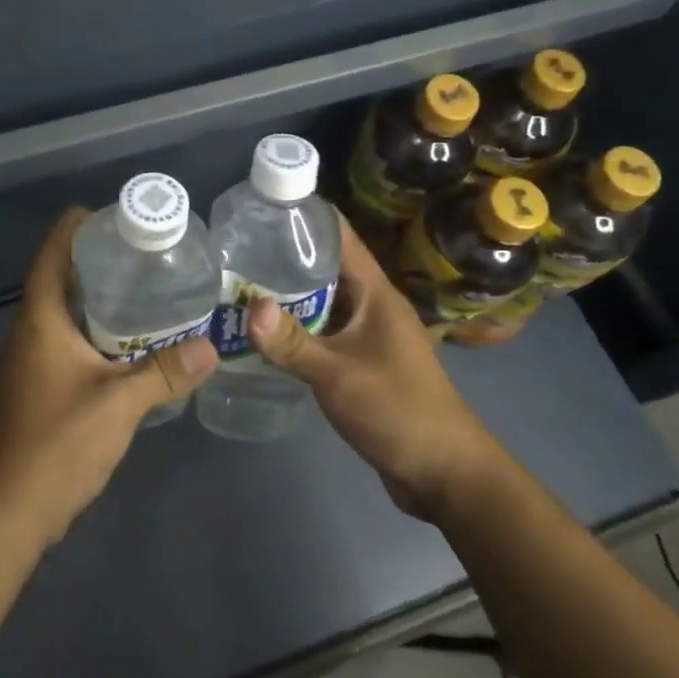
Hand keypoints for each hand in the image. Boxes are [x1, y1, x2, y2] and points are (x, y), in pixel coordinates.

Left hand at [0, 207, 219, 553]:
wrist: (11, 510)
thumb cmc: (57, 443)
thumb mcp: (119, 403)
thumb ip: (166, 373)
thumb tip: (211, 347)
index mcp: (40, 319)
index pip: (52, 252)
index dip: (78, 226)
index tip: (116, 214)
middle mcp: (31, 330)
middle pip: (61, 277)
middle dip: (99, 259)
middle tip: (146, 250)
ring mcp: (32, 359)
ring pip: (66, 310)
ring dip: (100, 296)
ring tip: (148, 287)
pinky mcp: (40, 384)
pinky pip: (70, 339)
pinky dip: (99, 329)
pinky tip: (133, 341)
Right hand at [246, 217, 495, 519]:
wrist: (444, 472)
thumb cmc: (398, 410)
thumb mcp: (339, 375)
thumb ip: (293, 343)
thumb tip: (249, 307)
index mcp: (376, 292)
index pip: (339, 236)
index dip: (304, 216)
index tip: (260, 205)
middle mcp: (372, 304)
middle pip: (326, 266)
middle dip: (284, 255)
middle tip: (234, 248)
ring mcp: (368, 334)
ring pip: (323, 301)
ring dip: (288, 294)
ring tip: (239, 284)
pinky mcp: (362, 361)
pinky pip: (324, 332)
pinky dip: (297, 327)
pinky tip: (264, 333)